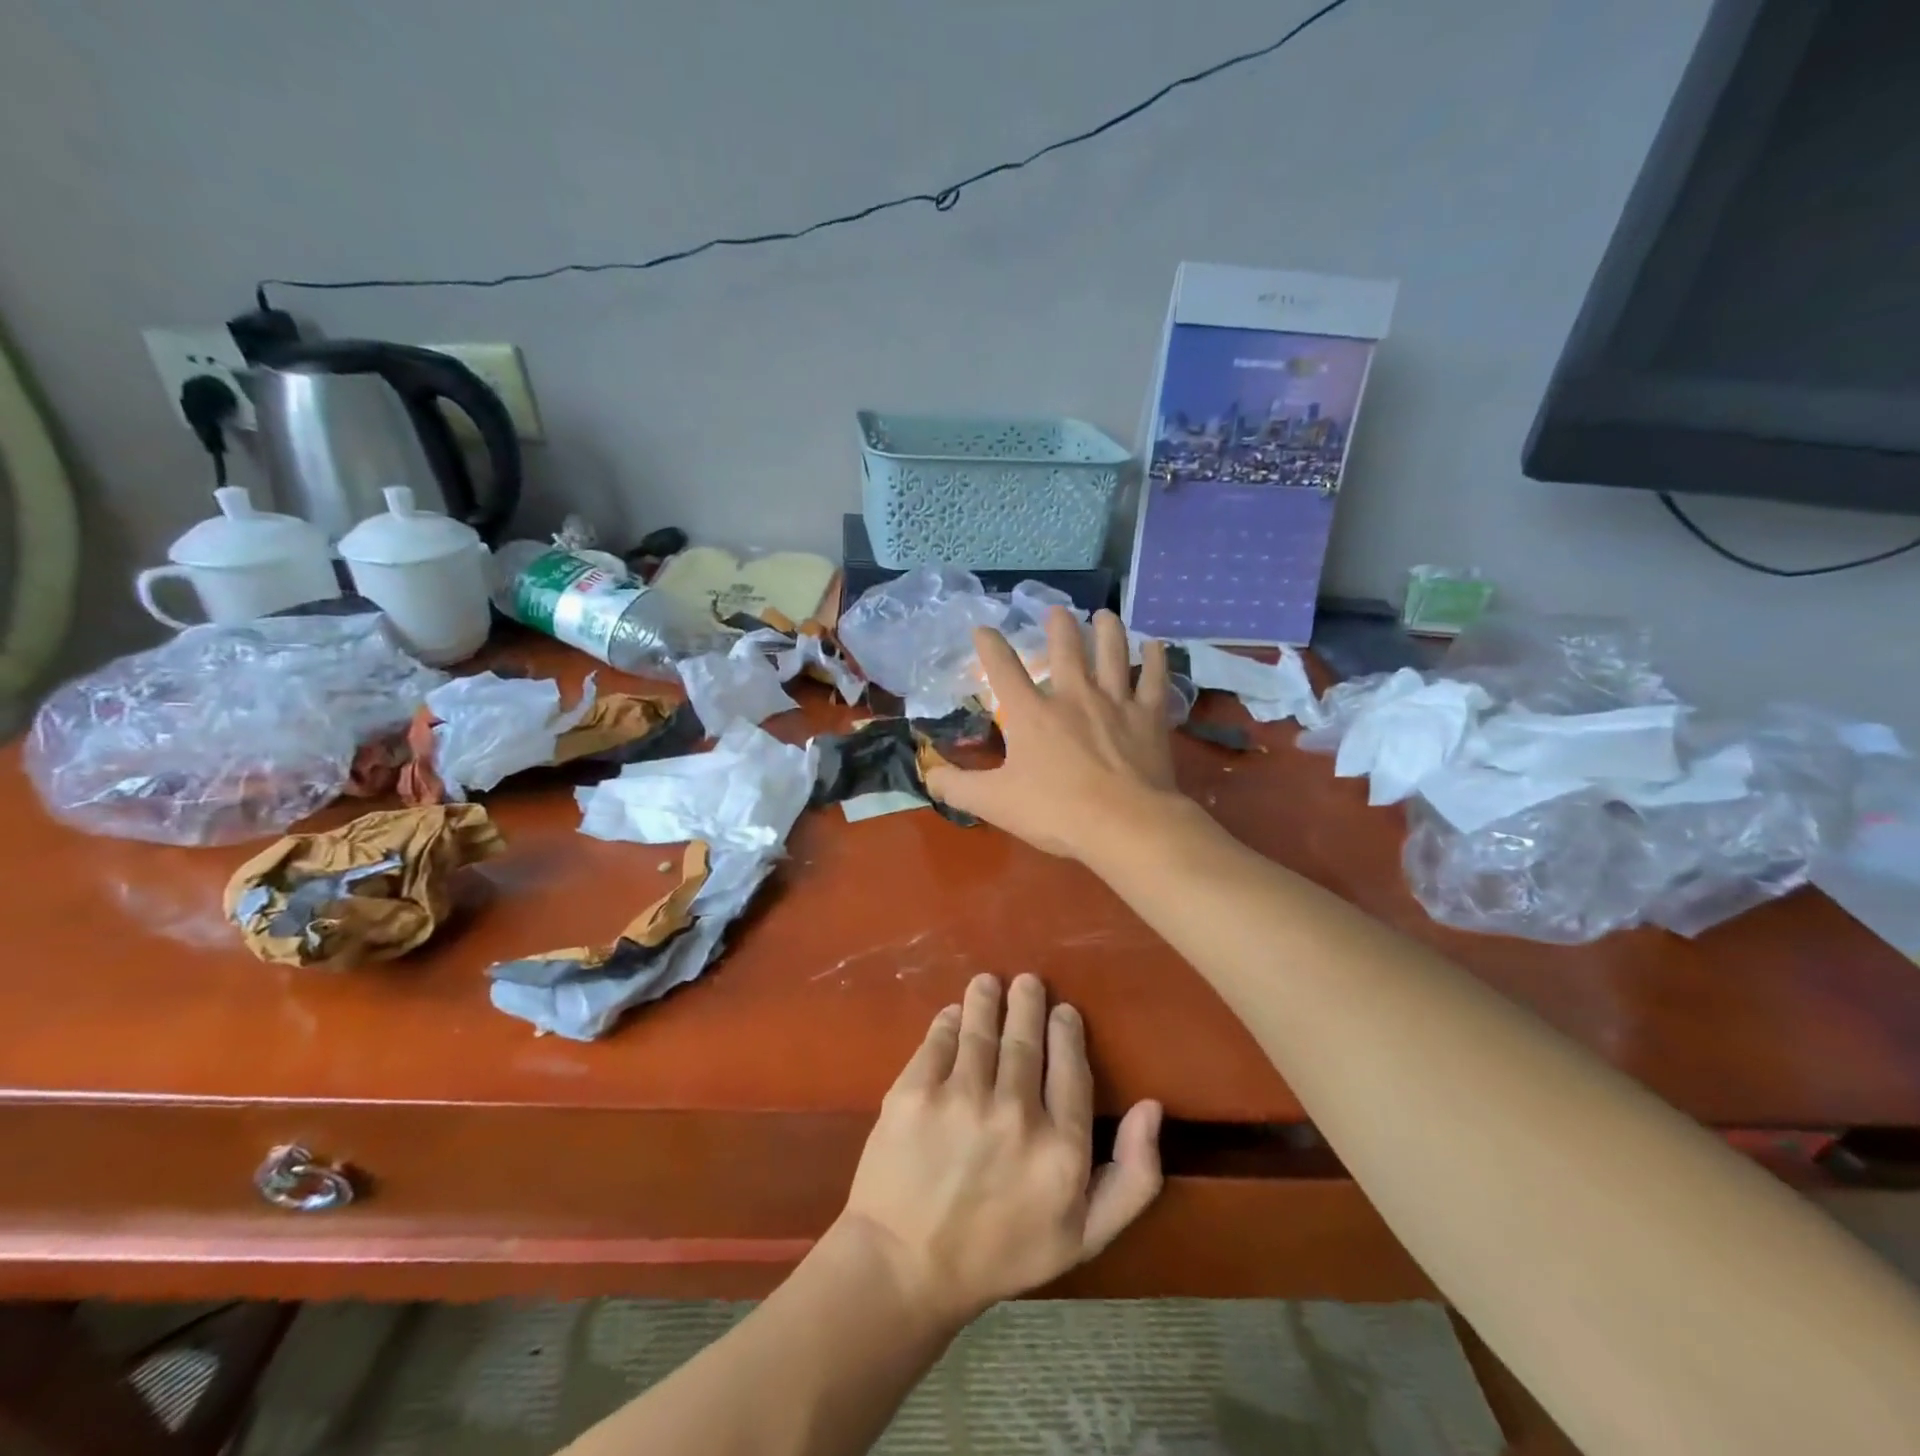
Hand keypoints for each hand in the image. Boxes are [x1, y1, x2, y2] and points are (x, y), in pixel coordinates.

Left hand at [836, 973, 1162, 1326]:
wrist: (906, 1268)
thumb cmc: (1000, 1253)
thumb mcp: (1084, 1236)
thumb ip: (1133, 1176)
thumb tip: (1152, 1107)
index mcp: (1061, 1149)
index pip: (1071, 1067)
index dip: (1066, 1031)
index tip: (1063, 1012)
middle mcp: (1015, 1113)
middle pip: (1025, 1039)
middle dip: (1027, 1002)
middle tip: (1027, 982)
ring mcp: (961, 1098)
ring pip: (981, 1029)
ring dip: (987, 999)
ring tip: (989, 983)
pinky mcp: (915, 1091)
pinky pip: (939, 1039)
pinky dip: (949, 1020)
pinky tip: (954, 1013)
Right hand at [924, 607, 1182, 860]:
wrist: (1124, 824)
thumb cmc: (1056, 812)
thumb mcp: (994, 803)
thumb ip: (957, 788)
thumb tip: (929, 775)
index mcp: (1032, 714)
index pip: (1003, 669)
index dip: (990, 646)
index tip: (983, 629)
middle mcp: (1073, 696)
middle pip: (1066, 649)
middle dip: (1059, 626)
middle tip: (1057, 611)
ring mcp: (1115, 702)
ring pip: (1112, 653)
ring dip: (1107, 630)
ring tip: (1104, 615)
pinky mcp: (1149, 717)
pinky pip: (1154, 679)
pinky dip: (1156, 660)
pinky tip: (1155, 645)